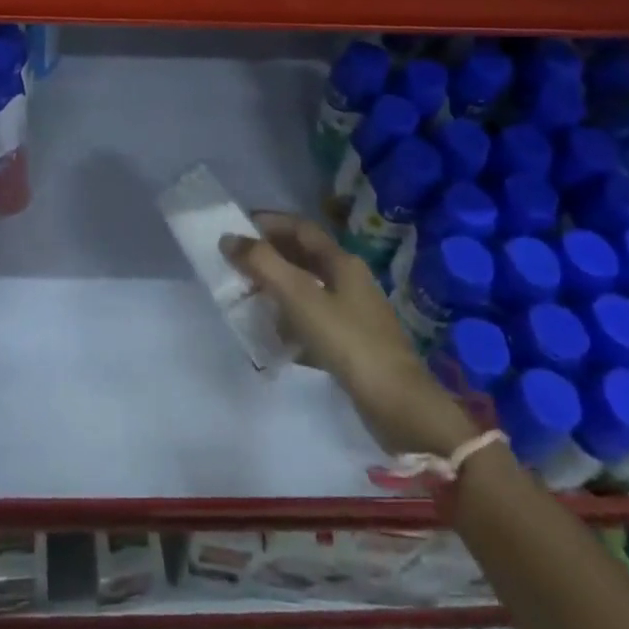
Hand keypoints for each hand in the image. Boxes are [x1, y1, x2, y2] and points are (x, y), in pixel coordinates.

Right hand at [223, 213, 480, 456]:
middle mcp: (349, 280)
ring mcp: (354, 313)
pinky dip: (291, 320)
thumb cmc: (348, 342)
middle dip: (270, 255)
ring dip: (279, 288)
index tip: (237, 228)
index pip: (300, 228)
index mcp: (341, 261)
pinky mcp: (353, 343)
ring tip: (248, 297)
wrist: (399, 406)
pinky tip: (275, 337)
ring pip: (309, 288)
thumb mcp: (300, 298)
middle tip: (237, 263)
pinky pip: (315, 320)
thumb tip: (229, 238)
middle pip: (304, 256)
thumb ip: (263, 265)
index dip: (269, 222)